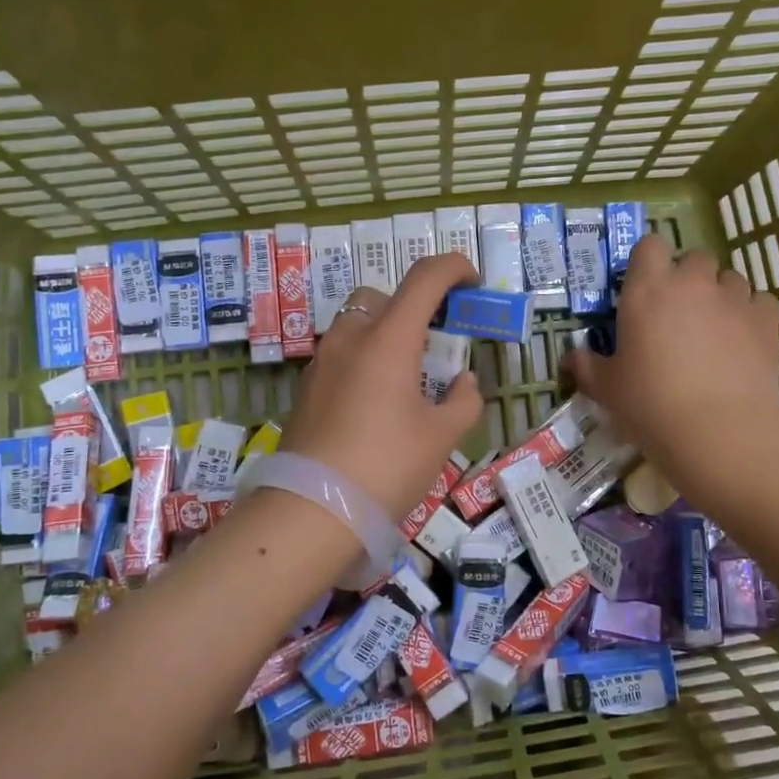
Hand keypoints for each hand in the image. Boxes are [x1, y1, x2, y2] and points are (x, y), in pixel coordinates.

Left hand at [280, 253, 484, 516]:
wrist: (312, 510)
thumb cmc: (387, 466)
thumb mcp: (441, 437)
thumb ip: (464, 401)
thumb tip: (464, 383)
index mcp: (389, 339)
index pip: (424, 278)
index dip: (454, 268)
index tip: (472, 283)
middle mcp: (351, 337)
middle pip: (383, 297)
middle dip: (413, 308)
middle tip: (434, 345)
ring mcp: (322, 361)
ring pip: (357, 325)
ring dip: (385, 335)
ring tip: (406, 380)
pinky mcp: (306, 387)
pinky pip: (341, 355)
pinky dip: (364, 360)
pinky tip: (376, 404)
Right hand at [566, 236, 778, 488]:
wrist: (719, 431)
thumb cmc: (650, 405)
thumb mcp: (607, 389)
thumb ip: (587, 366)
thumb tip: (570, 357)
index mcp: (647, 289)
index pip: (649, 245)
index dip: (649, 261)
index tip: (645, 287)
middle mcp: (692, 283)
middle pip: (695, 258)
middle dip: (689, 278)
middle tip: (679, 313)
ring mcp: (733, 299)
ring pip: (730, 278)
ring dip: (721, 295)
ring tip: (715, 329)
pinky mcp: (766, 320)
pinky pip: (760, 302)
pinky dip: (752, 314)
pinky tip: (744, 339)